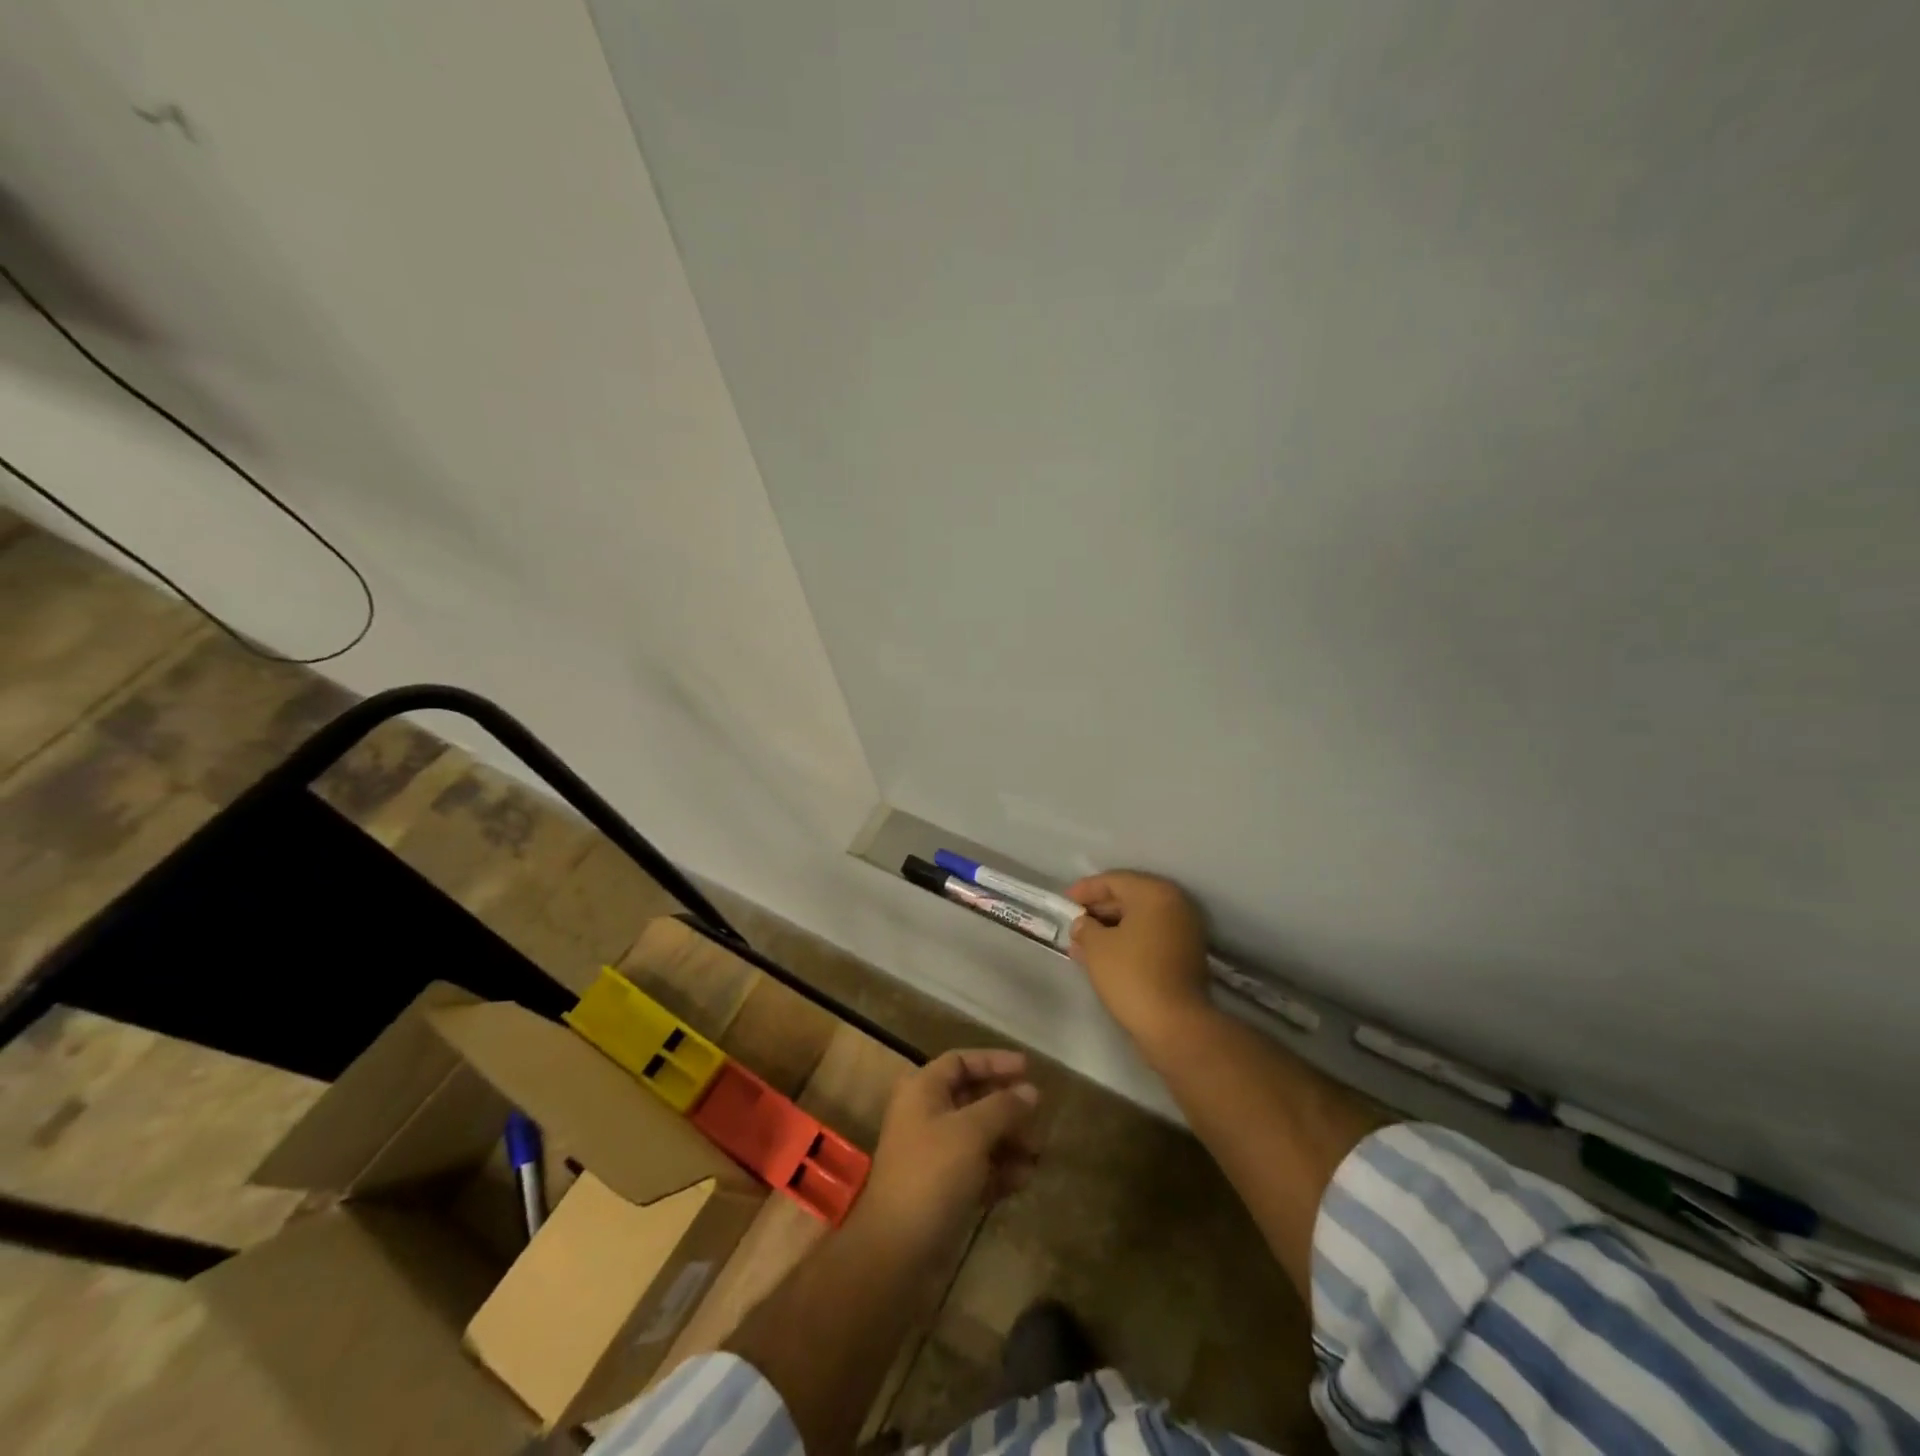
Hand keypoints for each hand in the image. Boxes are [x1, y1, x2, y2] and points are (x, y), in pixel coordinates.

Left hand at [852, 1050, 1040, 1266]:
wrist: (897, 1252)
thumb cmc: (932, 1174)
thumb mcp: (972, 1131)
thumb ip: (1004, 1106)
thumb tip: (1031, 1091)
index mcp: (922, 1090)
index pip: (961, 1061)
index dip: (994, 1062)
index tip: (1028, 1069)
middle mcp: (926, 1116)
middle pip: (973, 1098)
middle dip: (1007, 1108)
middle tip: (1038, 1118)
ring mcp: (934, 1155)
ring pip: (979, 1136)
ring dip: (1009, 1141)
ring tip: (1036, 1154)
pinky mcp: (943, 1190)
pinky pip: (978, 1168)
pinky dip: (1000, 1170)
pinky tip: (1022, 1180)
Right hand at [1066, 871, 1211, 1044]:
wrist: (1174, 1024)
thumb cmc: (1131, 975)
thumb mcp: (1096, 947)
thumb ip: (1085, 928)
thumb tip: (1084, 924)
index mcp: (1154, 893)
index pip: (1114, 880)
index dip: (1086, 889)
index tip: (1065, 900)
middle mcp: (1175, 904)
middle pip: (1129, 897)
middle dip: (1098, 910)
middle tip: (1074, 922)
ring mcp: (1185, 930)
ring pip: (1140, 920)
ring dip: (1111, 928)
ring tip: (1083, 942)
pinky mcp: (1186, 955)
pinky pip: (1151, 937)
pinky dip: (1128, 941)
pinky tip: (1105, 956)